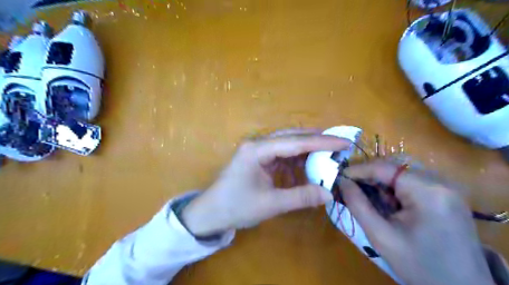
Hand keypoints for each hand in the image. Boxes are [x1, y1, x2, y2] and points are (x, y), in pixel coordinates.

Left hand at [181, 128, 352, 235]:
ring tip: (327, 155)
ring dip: (306, 150)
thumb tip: (329, 193)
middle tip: (338, 144)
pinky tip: (306, 169)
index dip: (322, 142)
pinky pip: (281, 155)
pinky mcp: (258, 159)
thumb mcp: (270, 204)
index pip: (295, 142)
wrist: (210, 213)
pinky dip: (296, 161)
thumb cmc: (236, 207)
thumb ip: (300, 197)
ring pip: (287, 144)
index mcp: (257, 150)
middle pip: (291, 137)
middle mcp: (257, 144)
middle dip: (315, 140)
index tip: (343, 142)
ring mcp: (257, 150)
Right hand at [341, 160, 493, 284]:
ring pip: (402, 174)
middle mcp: (441, 182)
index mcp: (427, 191)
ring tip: (371, 200)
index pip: (385, 168)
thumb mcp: (381, 236)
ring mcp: (447, 187)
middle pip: (394, 168)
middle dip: (370, 177)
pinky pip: (413, 182)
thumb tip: (342, 181)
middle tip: (352, 189)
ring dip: (382, 183)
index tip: (340, 177)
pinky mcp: (447, 195)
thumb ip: (358, 205)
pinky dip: (395, 189)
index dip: (358, 170)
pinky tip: (390, 205)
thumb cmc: (419, 265)